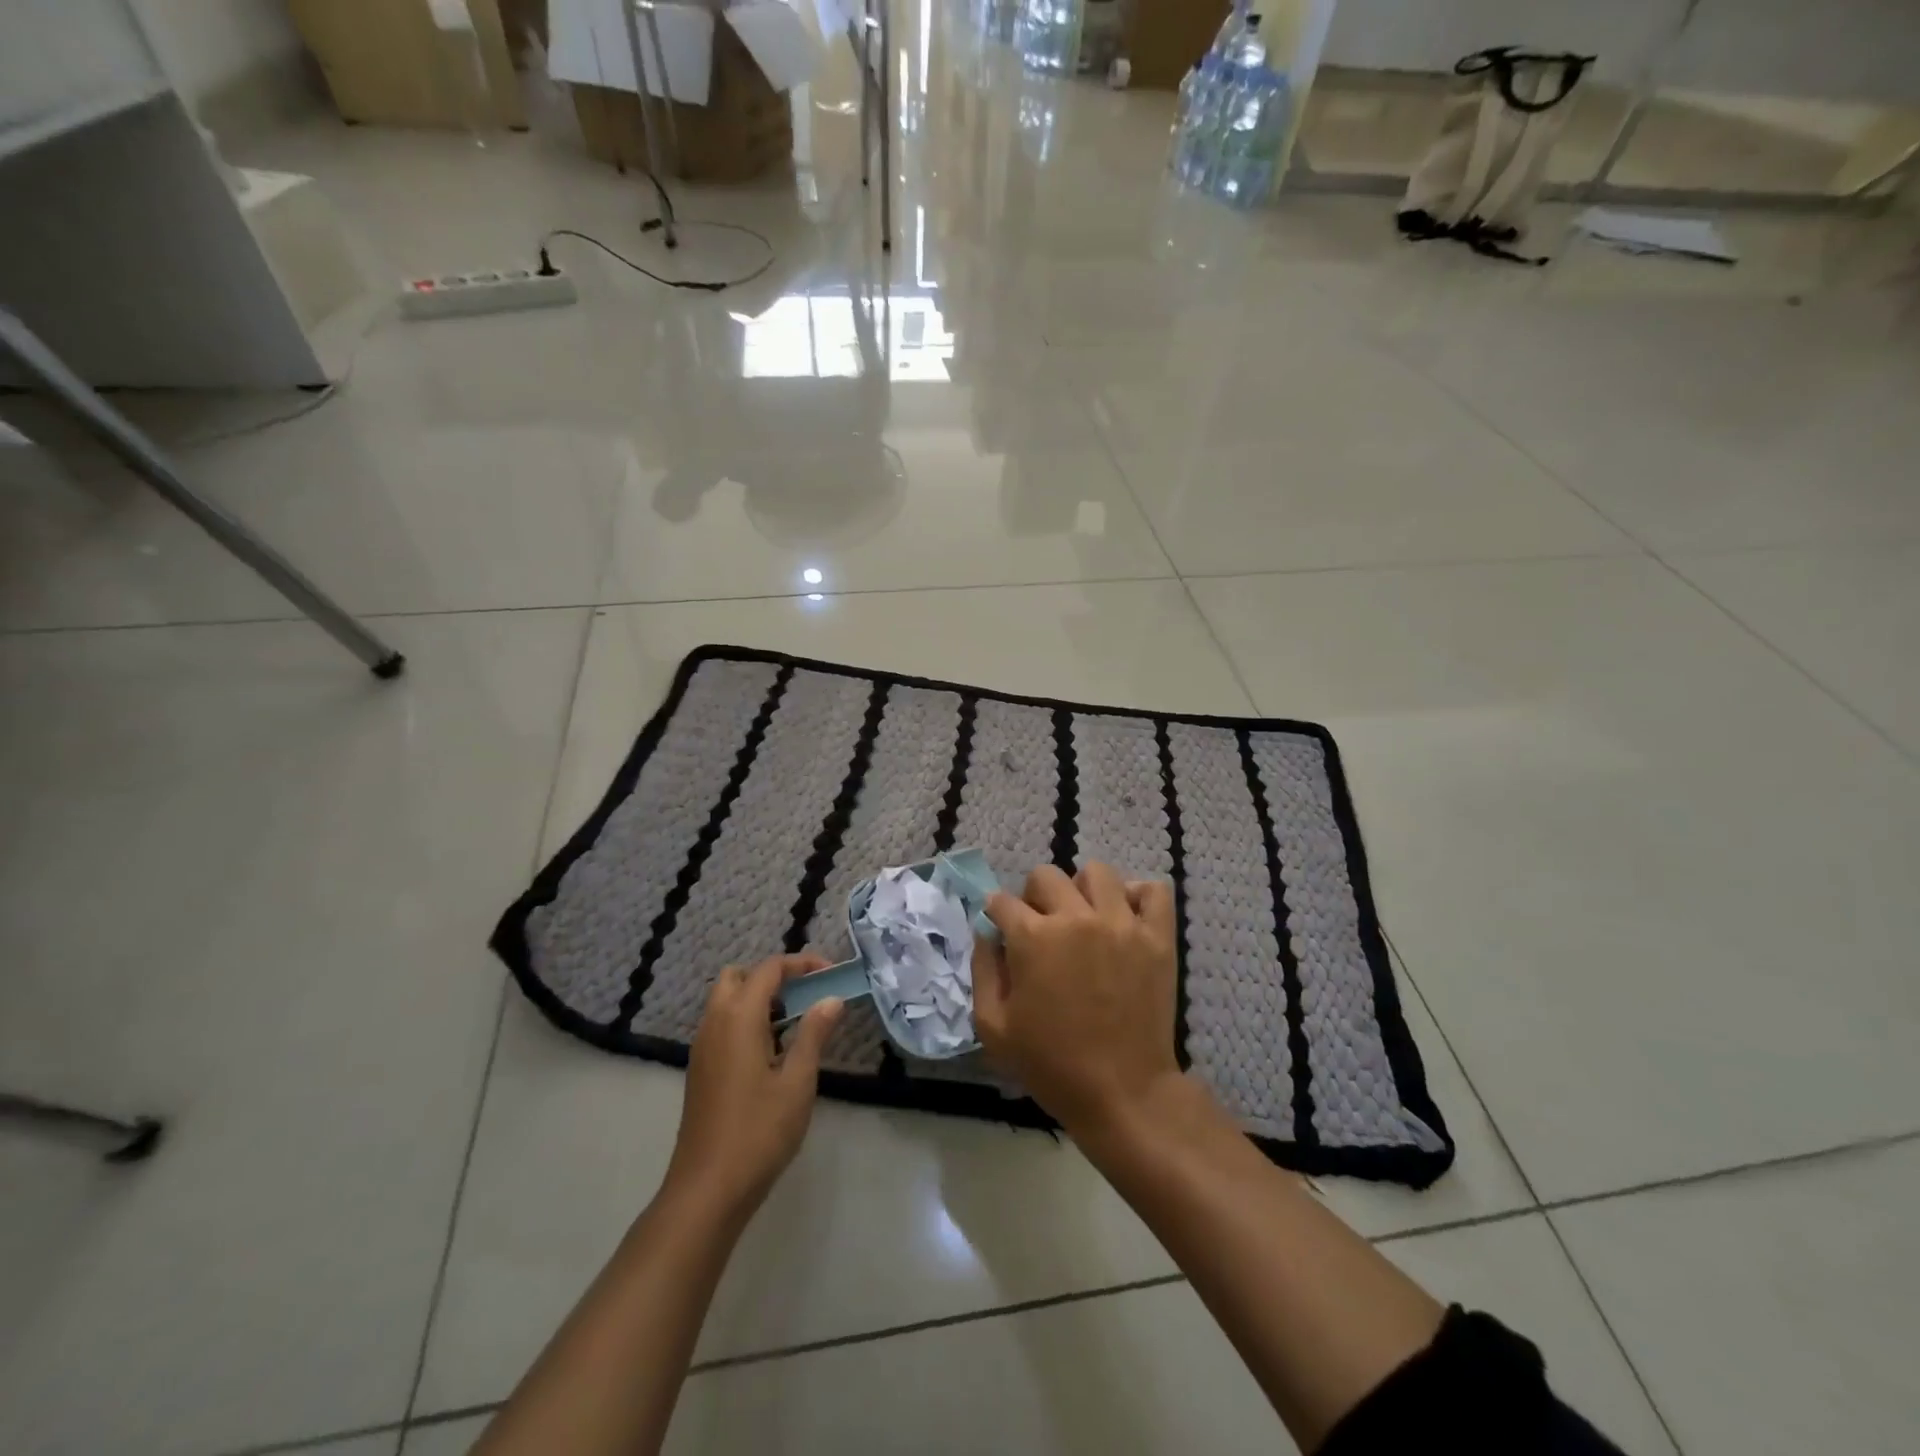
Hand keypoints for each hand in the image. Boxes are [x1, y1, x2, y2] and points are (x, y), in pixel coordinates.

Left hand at [665, 953, 844, 1216]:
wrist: (707, 1190)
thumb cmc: (759, 1132)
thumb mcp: (797, 1082)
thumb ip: (814, 1033)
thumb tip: (831, 999)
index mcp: (738, 1017)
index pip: (769, 969)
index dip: (801, 963)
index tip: (831, 973)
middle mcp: (715, 1023)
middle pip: (739, 976)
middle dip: (773, 976)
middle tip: (806, 995)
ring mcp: (703, 1047)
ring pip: (727, 1000)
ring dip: (759, 998)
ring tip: (796, 1022)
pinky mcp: (700, 1069)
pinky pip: (722, 1024)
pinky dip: (747, 1020)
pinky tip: (773, 1051)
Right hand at [973, 863, 1181, 1137]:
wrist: (1122, 1092)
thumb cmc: (1051, 1064)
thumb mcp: (993, 1027)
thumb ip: (983, 970)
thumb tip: (987, 932)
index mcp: (1032, 937)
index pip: (1002, 900)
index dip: (997, 914)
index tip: (1003, 930)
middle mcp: (1075, 918)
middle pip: (1046, 875)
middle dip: (1033, 896)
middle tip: (1041, 927)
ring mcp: (1121, 923)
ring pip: (1097, 872)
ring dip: (1081, 889)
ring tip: (1083, 917)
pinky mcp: (1156, 937)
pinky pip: (1153, 891)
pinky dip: (1137, 896)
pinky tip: (1123, 917)